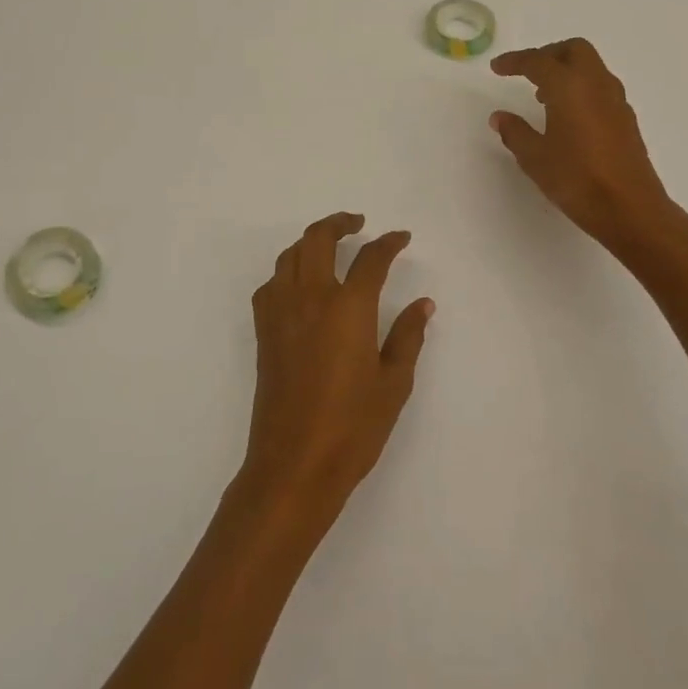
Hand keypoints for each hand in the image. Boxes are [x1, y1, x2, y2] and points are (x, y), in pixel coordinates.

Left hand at [238, 213, 434, 525]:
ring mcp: (281, 315)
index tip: (401, 237)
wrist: (293, 465)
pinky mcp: (265, 334)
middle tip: (358, 223)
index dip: (389, 243)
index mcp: (348, 308)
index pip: (371, 259)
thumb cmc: (353, 427)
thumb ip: (408, 336)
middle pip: (318, 240)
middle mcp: (310, 299)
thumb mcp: (394, 383)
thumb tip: (422, 304)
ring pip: (289, 256)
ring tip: (329, 246)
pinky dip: (287, 271)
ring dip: (310, 241)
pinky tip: (299, 285)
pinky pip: (271, 285)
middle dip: (339, 223)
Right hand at [490, 38, 672, 252]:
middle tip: (527, 73)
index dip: (514, 61)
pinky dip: (581, 89)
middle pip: (573, 50)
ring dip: (567, 71)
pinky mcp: (626, 119)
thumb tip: (500, 117)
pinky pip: (600, 88)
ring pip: (591, 67)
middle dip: (547, 55)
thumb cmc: (576, 179)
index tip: (496, 68)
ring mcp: (616, 100)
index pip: (538, 61)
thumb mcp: (535, 157)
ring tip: (544, 97)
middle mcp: (595, 84)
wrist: (629, 208)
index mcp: (569, 86)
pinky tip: (569, 117)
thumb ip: (515, 132)